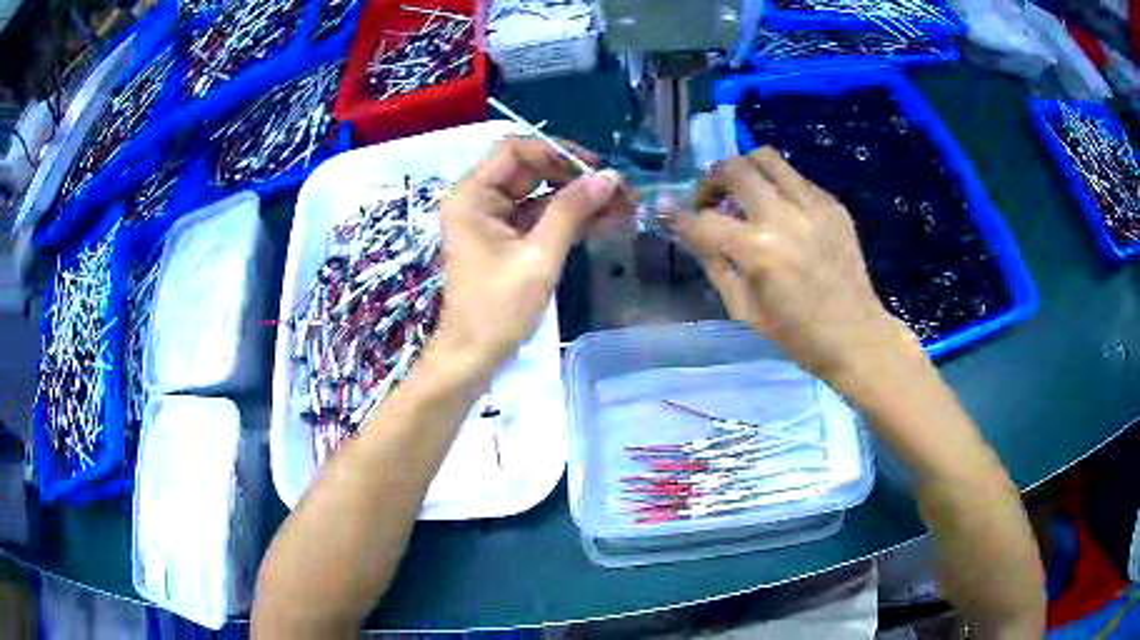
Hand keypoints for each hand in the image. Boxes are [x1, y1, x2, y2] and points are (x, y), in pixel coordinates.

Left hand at [433, 137, 626, 376]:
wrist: (473, 358)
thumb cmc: (497, 310)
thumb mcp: (539, 257)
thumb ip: (572, 211)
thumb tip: (609, 177)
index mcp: (473, 195)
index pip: (516, 150)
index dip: (558, 152)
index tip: (597, 169)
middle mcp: (479, 199)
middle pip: (532, 170)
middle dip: (577, 178)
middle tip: (621, 191)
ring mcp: (493, 220)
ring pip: (541, 195)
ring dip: (580, 200)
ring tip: (625, 208)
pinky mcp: (506, 240)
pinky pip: (540, 219)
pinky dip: (569, 220)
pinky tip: (607, 222)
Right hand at [669, 147, 913, 383]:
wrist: (855, 335)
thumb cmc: (795, 334)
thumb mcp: (743, 308)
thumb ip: (712, 262)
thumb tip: (685, 229)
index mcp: (758, 250)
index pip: (704, 219)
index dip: (678, 215)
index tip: (665, 210)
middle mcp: (784, 215)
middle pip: (733, 169)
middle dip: (710, 181)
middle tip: (711, 201)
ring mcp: (812, 204)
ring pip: (765, 157)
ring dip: (744, 170)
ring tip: (744, 193)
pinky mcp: (833, 204)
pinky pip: (795, 177)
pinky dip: (778, 186)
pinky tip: (781, 211)